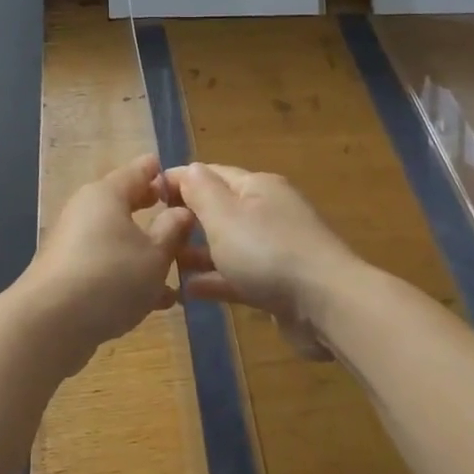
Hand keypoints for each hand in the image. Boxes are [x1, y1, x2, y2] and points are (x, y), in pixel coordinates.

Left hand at [18, 154, 193, 367]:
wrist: (49, 325)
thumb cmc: (110, 277)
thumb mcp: (155, 254)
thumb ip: (173, 230)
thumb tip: (182, 210)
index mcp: (107, 194)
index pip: (140, 170)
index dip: (163, 174)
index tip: (187, 182)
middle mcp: (86, 211)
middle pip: (125, 204)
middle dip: (154, 212)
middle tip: (183, 219)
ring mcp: (73, 244)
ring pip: (118, 239)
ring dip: (145, 252)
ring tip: (178, 270)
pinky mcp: (68, 275)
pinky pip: (106, 266)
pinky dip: (128, 275)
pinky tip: (155, 302)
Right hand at [164, 163, 360, 356]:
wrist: (327, 304)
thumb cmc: (267, 252)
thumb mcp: (224, 215)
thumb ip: (201, 191)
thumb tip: (187, 169)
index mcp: (256, 187)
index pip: (210, 174)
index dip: (178, 181)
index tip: (146, 194)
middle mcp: (268, 211)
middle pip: (220, 209)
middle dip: (187, 219)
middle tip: (153, 234)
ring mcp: (276, 248)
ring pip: (229, 244)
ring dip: (198, 252)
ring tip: (165, 264)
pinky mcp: (280, 283)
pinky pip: (240, 275)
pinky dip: (216, 279)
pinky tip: (189, 292)